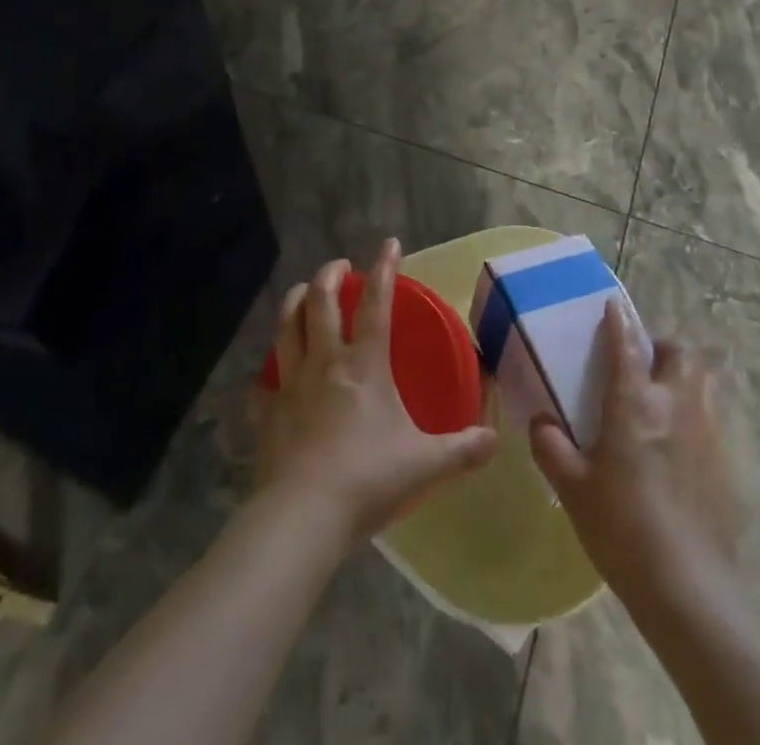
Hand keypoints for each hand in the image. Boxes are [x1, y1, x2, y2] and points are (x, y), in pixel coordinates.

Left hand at [253, 241, 496, 550]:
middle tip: (340, 265)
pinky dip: (269, 371)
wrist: (303, 516)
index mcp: (365, 365)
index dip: (384, 269)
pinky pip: (264, 382)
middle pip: (320, 301)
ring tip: (302, 291)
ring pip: (286, 326)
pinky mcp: (267, 412)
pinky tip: (273, 374)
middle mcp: (325, 362)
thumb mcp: (425, 465)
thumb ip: (463, 449)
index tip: (389, 243)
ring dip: (294, 301)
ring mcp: (291, 384)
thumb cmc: (367, 480)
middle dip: (330, 274)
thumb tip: (494, 440)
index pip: (376, 303)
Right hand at [531, 302, 745, 608]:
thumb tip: (541, 421)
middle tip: (645, 365)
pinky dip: (701, 416)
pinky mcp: (729, 463)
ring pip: (706, 381)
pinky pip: (717, 420)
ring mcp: (709, 432)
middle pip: (681, 354)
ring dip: (688, 376)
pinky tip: (686, 446)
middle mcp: (676, 405)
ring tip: (668, 397)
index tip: (612, 305)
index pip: (626, 346)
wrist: (688, 588)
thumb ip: (551, 447)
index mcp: (635, 404)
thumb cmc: (622, 530)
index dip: (618, 322)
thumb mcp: (573, 489)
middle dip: (663, 349)